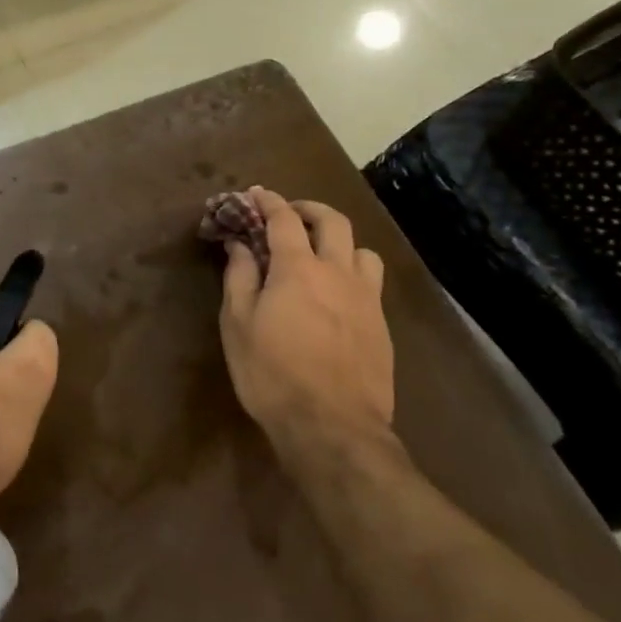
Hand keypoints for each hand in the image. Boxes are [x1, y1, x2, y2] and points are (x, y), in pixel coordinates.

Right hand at [218, 189, 395, 449]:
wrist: (332, 427)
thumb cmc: (272, 373)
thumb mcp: (238, 324)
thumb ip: (240, 277)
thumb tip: (240, 244)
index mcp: (298, 268)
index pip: (284, 218)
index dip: (268, 201)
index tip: (255, 194)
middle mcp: (337, 273)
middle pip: (333, 221)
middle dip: (309, 208)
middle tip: (289, 214)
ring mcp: (366, 298)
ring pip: (362, 250)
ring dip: (339, 241)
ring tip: (321, 253)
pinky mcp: (382, 325)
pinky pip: (372, 282)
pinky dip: (353, 272)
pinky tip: (338, 293)